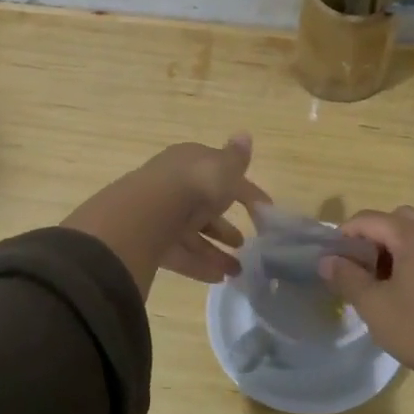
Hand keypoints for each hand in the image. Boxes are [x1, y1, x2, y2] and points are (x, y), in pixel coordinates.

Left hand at [63, 134, 268, 297]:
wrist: (149, 213)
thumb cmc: (195, 184)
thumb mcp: (224, 167)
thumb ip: (236, 158)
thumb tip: (244, 134)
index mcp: (190, 163)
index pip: (222, 175)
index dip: (245, 192)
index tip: (265, 211)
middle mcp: (174, 186)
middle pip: (204, 208)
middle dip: (225, 227)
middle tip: (245, 242)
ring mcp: (161, 216)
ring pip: (193, 235)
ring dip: (216, 252)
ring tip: (238, 270)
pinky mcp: (152, 243)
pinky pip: (181, 255)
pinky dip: (200, 266)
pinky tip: (220, 278)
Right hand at [321, 206, 413, 413]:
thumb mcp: (374, 305)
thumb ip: (346, 277)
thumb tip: (326, 260)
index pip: (370, 219)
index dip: (345, 234)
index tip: (332, 259)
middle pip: (396, 219)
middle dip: (373, 236)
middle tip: (359, 266)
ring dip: (395, 246)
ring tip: (381, 280)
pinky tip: (407, 288)